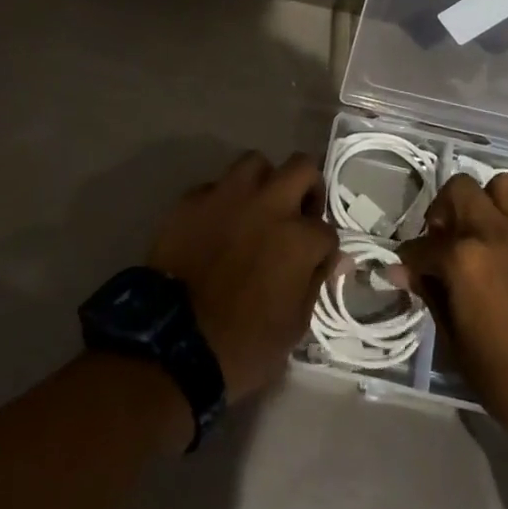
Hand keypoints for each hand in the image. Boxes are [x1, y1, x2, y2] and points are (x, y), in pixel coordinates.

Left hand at [149, 150, 339, 402]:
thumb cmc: (242, 346)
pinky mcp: (192, 200)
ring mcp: (228, 196)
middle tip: (297, 213)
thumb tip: (335, 259)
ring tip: (256, 208)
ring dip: (263, 182)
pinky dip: (222, 201)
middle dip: (307, 186)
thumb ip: (316, 283)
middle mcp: (269, 204)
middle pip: (302, 166)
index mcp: (298, 237)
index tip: (314, 261)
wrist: (171, 344)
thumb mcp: (293, 327)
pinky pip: (215, 186)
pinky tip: (216, 224)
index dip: (323, 247)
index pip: (326, 229)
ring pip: (256, 162)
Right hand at [398, 173, 507, 454]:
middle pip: (459, 189)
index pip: (422, 245)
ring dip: (487, 203)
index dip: (410, 260)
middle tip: (446, 239)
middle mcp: (495, 231)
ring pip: (501, 186)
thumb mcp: (456, 343)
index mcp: (463, 259)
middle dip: (444, 210)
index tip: (409, 270)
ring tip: (486, 232)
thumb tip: (403, 270)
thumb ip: (430, 294)